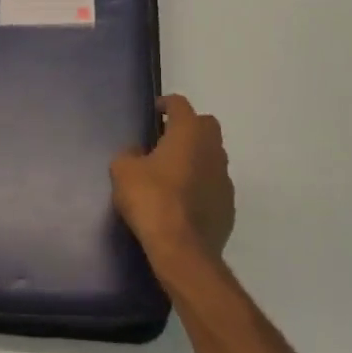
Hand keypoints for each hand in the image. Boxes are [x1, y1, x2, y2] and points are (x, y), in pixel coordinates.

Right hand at [111, 95, 234, 263]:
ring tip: (174, 171)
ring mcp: (224, 178)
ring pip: (213, 155)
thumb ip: (129, 154)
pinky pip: (214, 184)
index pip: (180, 104)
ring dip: (197, 156)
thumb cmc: (151, 200)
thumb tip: (138, 153)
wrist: (182, 248)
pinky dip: (202, 184)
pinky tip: (185, 199)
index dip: (166, 104)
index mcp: (188, 133)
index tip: (155, 111)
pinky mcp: (228, 205)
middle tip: (166, 139)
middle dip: (188, 126)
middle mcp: (212, 149)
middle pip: (205, 125)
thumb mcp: (123, 171)